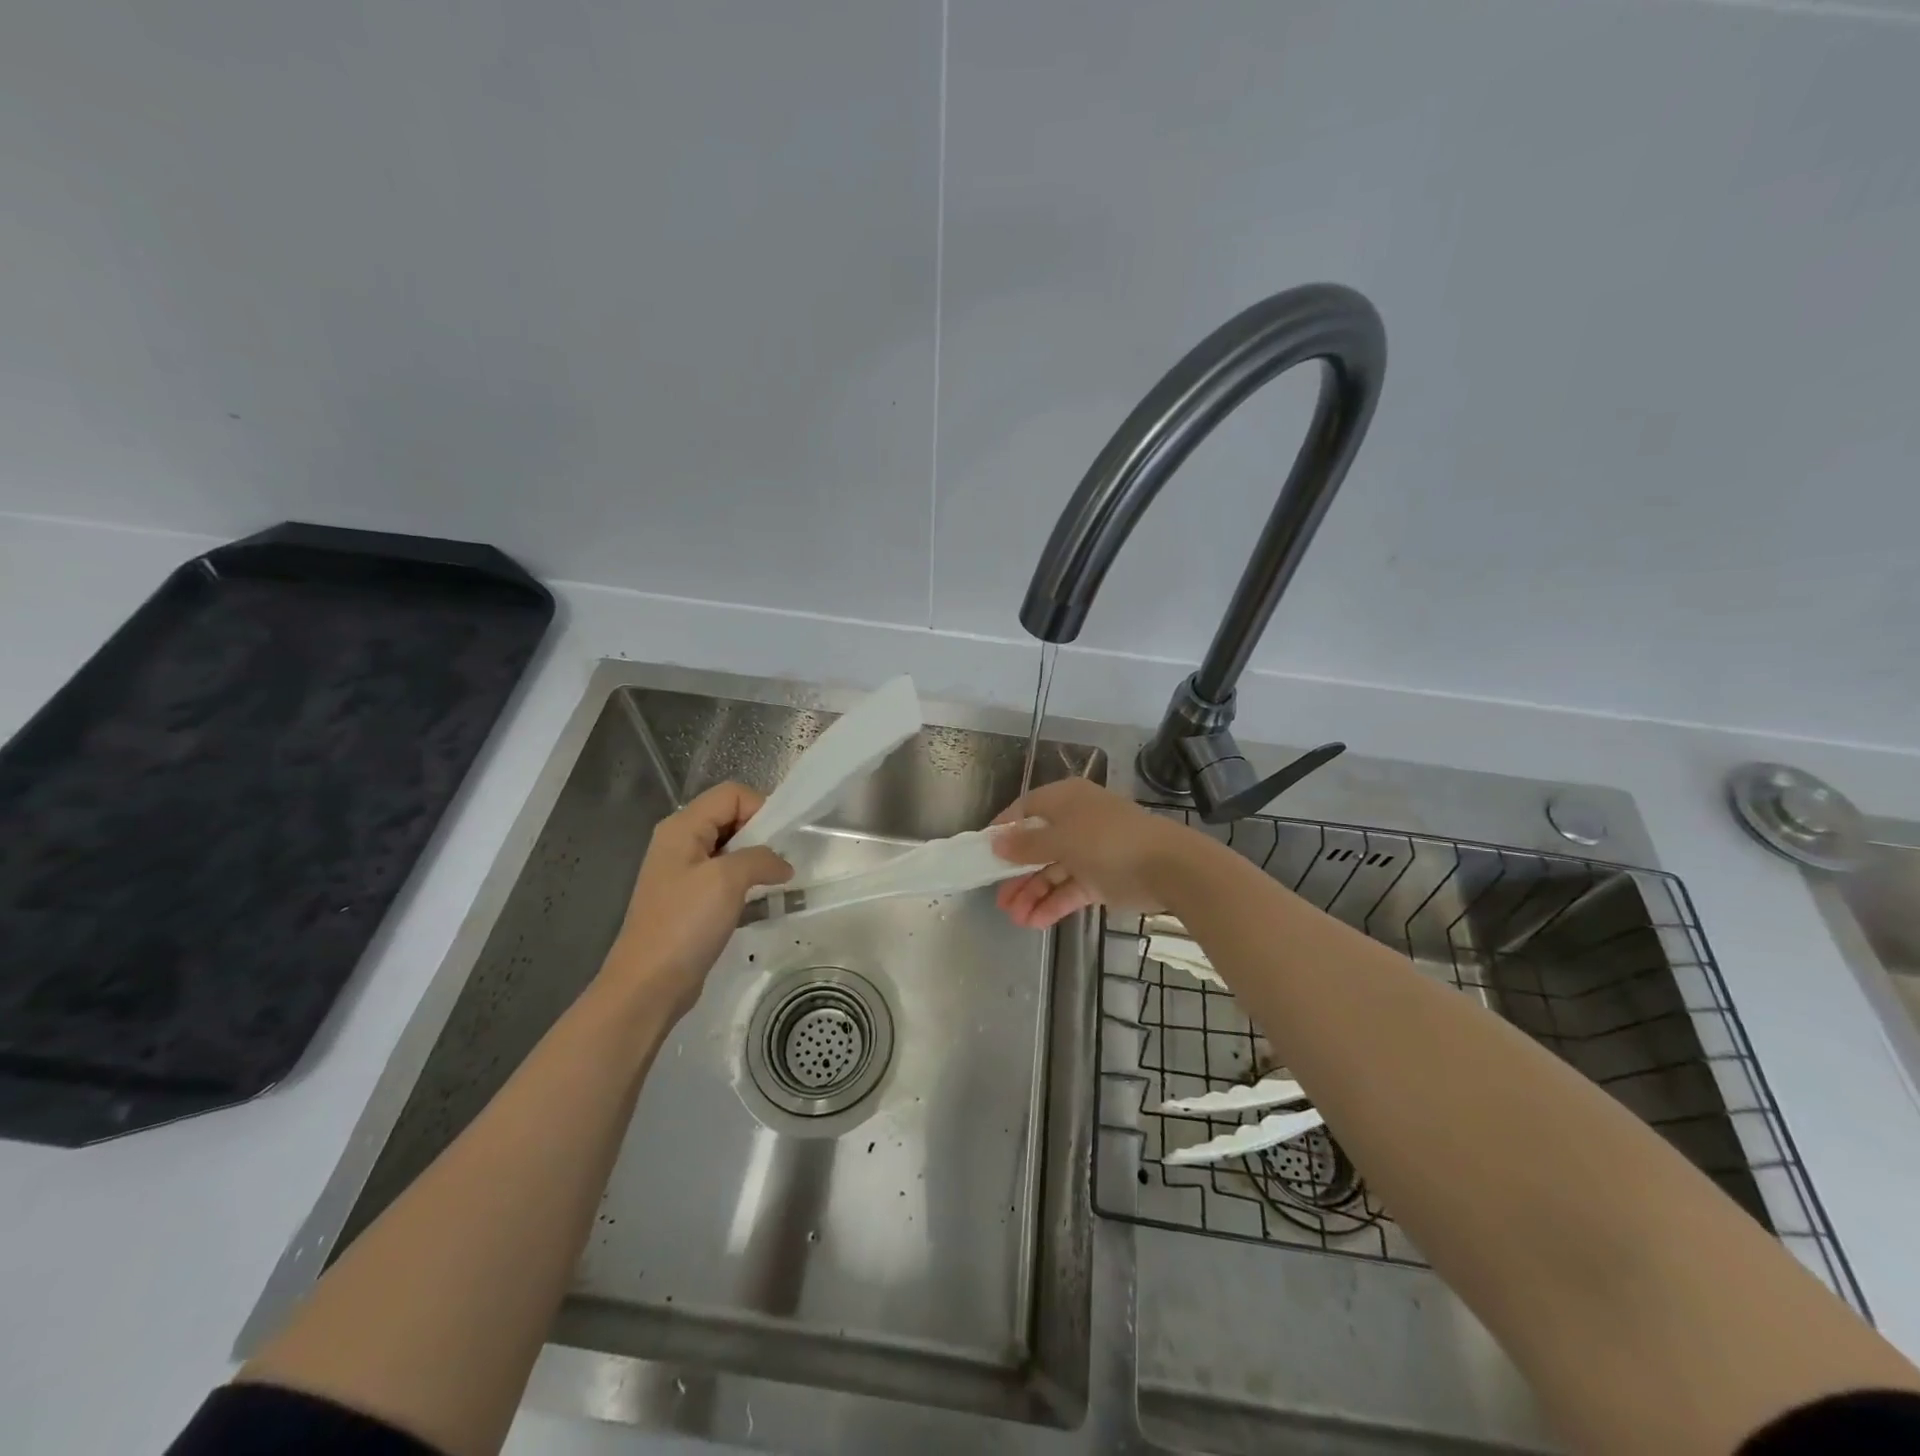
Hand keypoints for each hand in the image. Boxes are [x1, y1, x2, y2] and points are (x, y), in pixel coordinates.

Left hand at [601, 782, 792, 1020]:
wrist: (648, 985)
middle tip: (782, 862)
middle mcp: (679, 842)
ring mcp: (683, 872)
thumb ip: (761, 858)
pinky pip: (725, 877)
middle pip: (730, 817)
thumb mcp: (727, 880)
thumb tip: (782, 864)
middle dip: (761, 835)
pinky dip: (746, 883)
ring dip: (756, 861)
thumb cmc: (684, 924)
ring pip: (730, 849)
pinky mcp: (689, 900)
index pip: (731, 794)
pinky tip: (760, 903)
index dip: (761, 808)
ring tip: (775, 883)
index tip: (781, 840)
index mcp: (682, 827)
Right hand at [991, 778, 1195, 929]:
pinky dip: (1052, 904)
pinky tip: (1034, 922)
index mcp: (1065, 799)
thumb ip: (1026, 844)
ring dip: (1032, 893)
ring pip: (1052, 871)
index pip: (1025, 810)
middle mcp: (1075, 821)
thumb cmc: (1107, 840)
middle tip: (997, 897)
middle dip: (1016, 872)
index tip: (982, 852)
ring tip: (1014, 918)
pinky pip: (1070, 890)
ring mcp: (1089, 851)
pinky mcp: (1101, 879)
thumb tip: (996, 841)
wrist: (1167, 867)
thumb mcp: (1061, 838)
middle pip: (1036, 845)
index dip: (1003, 830)